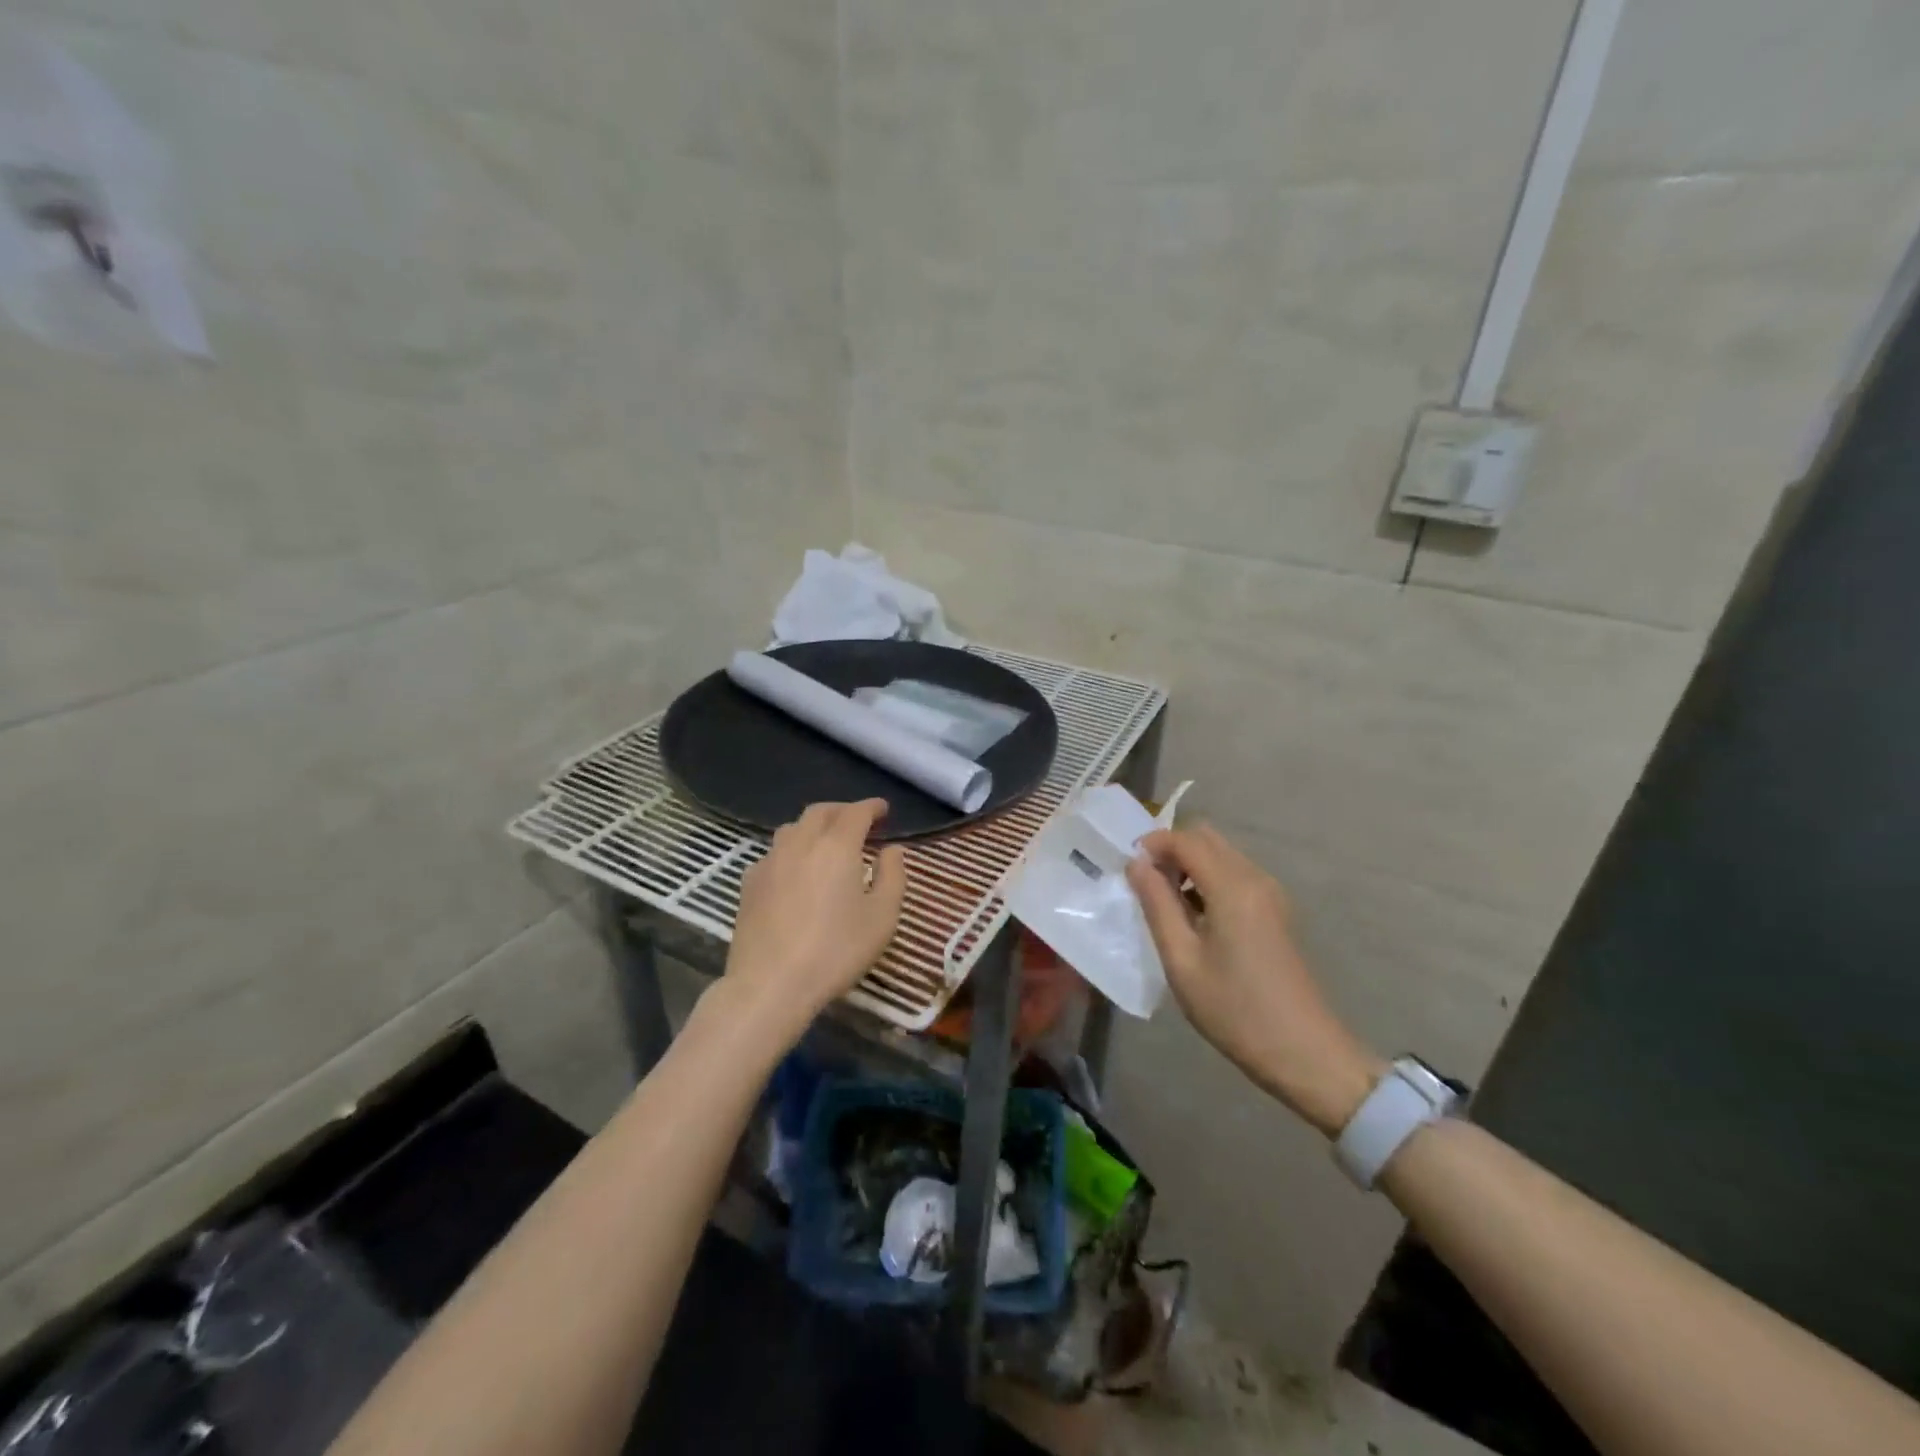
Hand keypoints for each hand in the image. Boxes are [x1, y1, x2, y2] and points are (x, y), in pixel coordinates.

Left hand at [716, 799, 906, 1048]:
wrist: (770, 984)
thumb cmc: (836, 950)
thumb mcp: (882, 918)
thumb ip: (893, 876)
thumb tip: (892, 849)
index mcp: (837, 846)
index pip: (856, 812)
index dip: (872, 807)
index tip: (884, 810)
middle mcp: (801, 843)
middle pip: (820, 812)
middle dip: (842, 811)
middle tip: (858, 823)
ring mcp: (770, 861)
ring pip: (793, 828)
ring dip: (814, 827)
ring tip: (826, 843)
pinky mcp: (750, 883)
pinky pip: (774, 852)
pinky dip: (792, 850)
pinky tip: (796, 871)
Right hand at [1127, 824, 1382, 1136]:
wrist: (1304, 1052)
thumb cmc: (1234, 1010)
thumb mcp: (1182, 960)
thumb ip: (1157, 904)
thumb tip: (1136, 864)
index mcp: (1233, 887)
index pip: (1186, 839)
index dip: (1152, 844)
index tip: (1127, 868)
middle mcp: (1255, 878)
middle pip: (1207, 838)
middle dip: (1171, 850)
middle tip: (1145, 885)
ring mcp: (1271, 894)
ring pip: (1222, 854)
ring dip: (1190, 864)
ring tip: (1165, 904)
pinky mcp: (1276, 911)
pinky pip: (1235, 875)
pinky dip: (1208, 880)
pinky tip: (1195, 918)